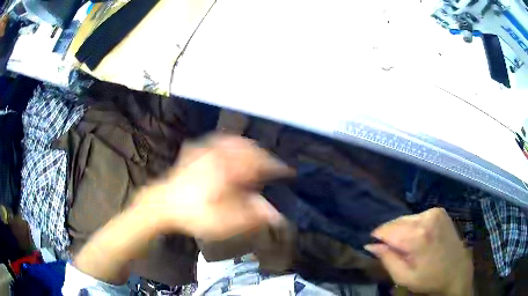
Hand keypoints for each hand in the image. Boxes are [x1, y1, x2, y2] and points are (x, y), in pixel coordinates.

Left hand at [135, 135, 292, 240]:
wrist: (163, 205)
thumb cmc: (194, 214)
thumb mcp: (225, 221)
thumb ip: (253, 216)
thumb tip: (277, 215)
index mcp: (229, 169)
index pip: (261, 163)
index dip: (277, 167)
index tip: (288, 172)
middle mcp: (219, 153)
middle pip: (249, 148)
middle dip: (264, 156)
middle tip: (271, 167)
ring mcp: (205, 149)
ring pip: (234, 141)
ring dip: (249, 147)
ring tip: (255, 157)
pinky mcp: (195, 151)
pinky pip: (217, 140)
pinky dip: (230, 143)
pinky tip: (230, 149)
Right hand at [365, 208, 472, 295]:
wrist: (456, 271)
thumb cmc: (429, 279)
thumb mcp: (403, 277)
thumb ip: (387, 259)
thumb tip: (371, 245)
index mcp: (417, 236)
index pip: (386, 230)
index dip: (378, 238)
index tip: (376, 247)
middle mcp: (426, 218)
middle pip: (396, 222)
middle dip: (390, 235)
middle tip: (393, 251)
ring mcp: (434, 212)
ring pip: (406, 218)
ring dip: (401, 231)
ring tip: (407, 246)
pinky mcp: (439, 211)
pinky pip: (417, 216)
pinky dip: (413, 226)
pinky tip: (418, 238)